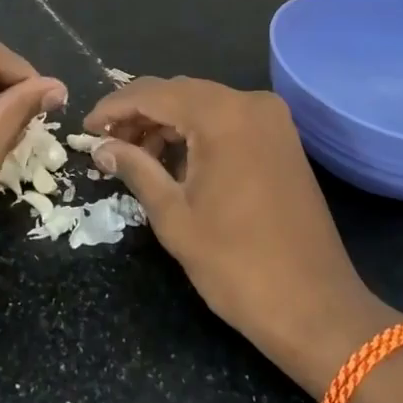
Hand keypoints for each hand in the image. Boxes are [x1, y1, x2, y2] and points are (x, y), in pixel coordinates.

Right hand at [84, 77, 398, 398]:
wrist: (317, 309)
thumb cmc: (237, 265)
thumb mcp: (175, 217)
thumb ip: (136, 169)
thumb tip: (101, 147)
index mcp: (222, 115)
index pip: (153, 93)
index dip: (114, 108)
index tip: (85, 128)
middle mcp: (250, 103)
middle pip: (179, 92)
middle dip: (139, 113)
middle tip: (106, 143)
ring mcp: (272, 120)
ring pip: (203, 104)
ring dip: (167, 123)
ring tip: (134, 155)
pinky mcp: (282, 140)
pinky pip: (227, 120)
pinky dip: (197, 133)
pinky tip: (173, 160)